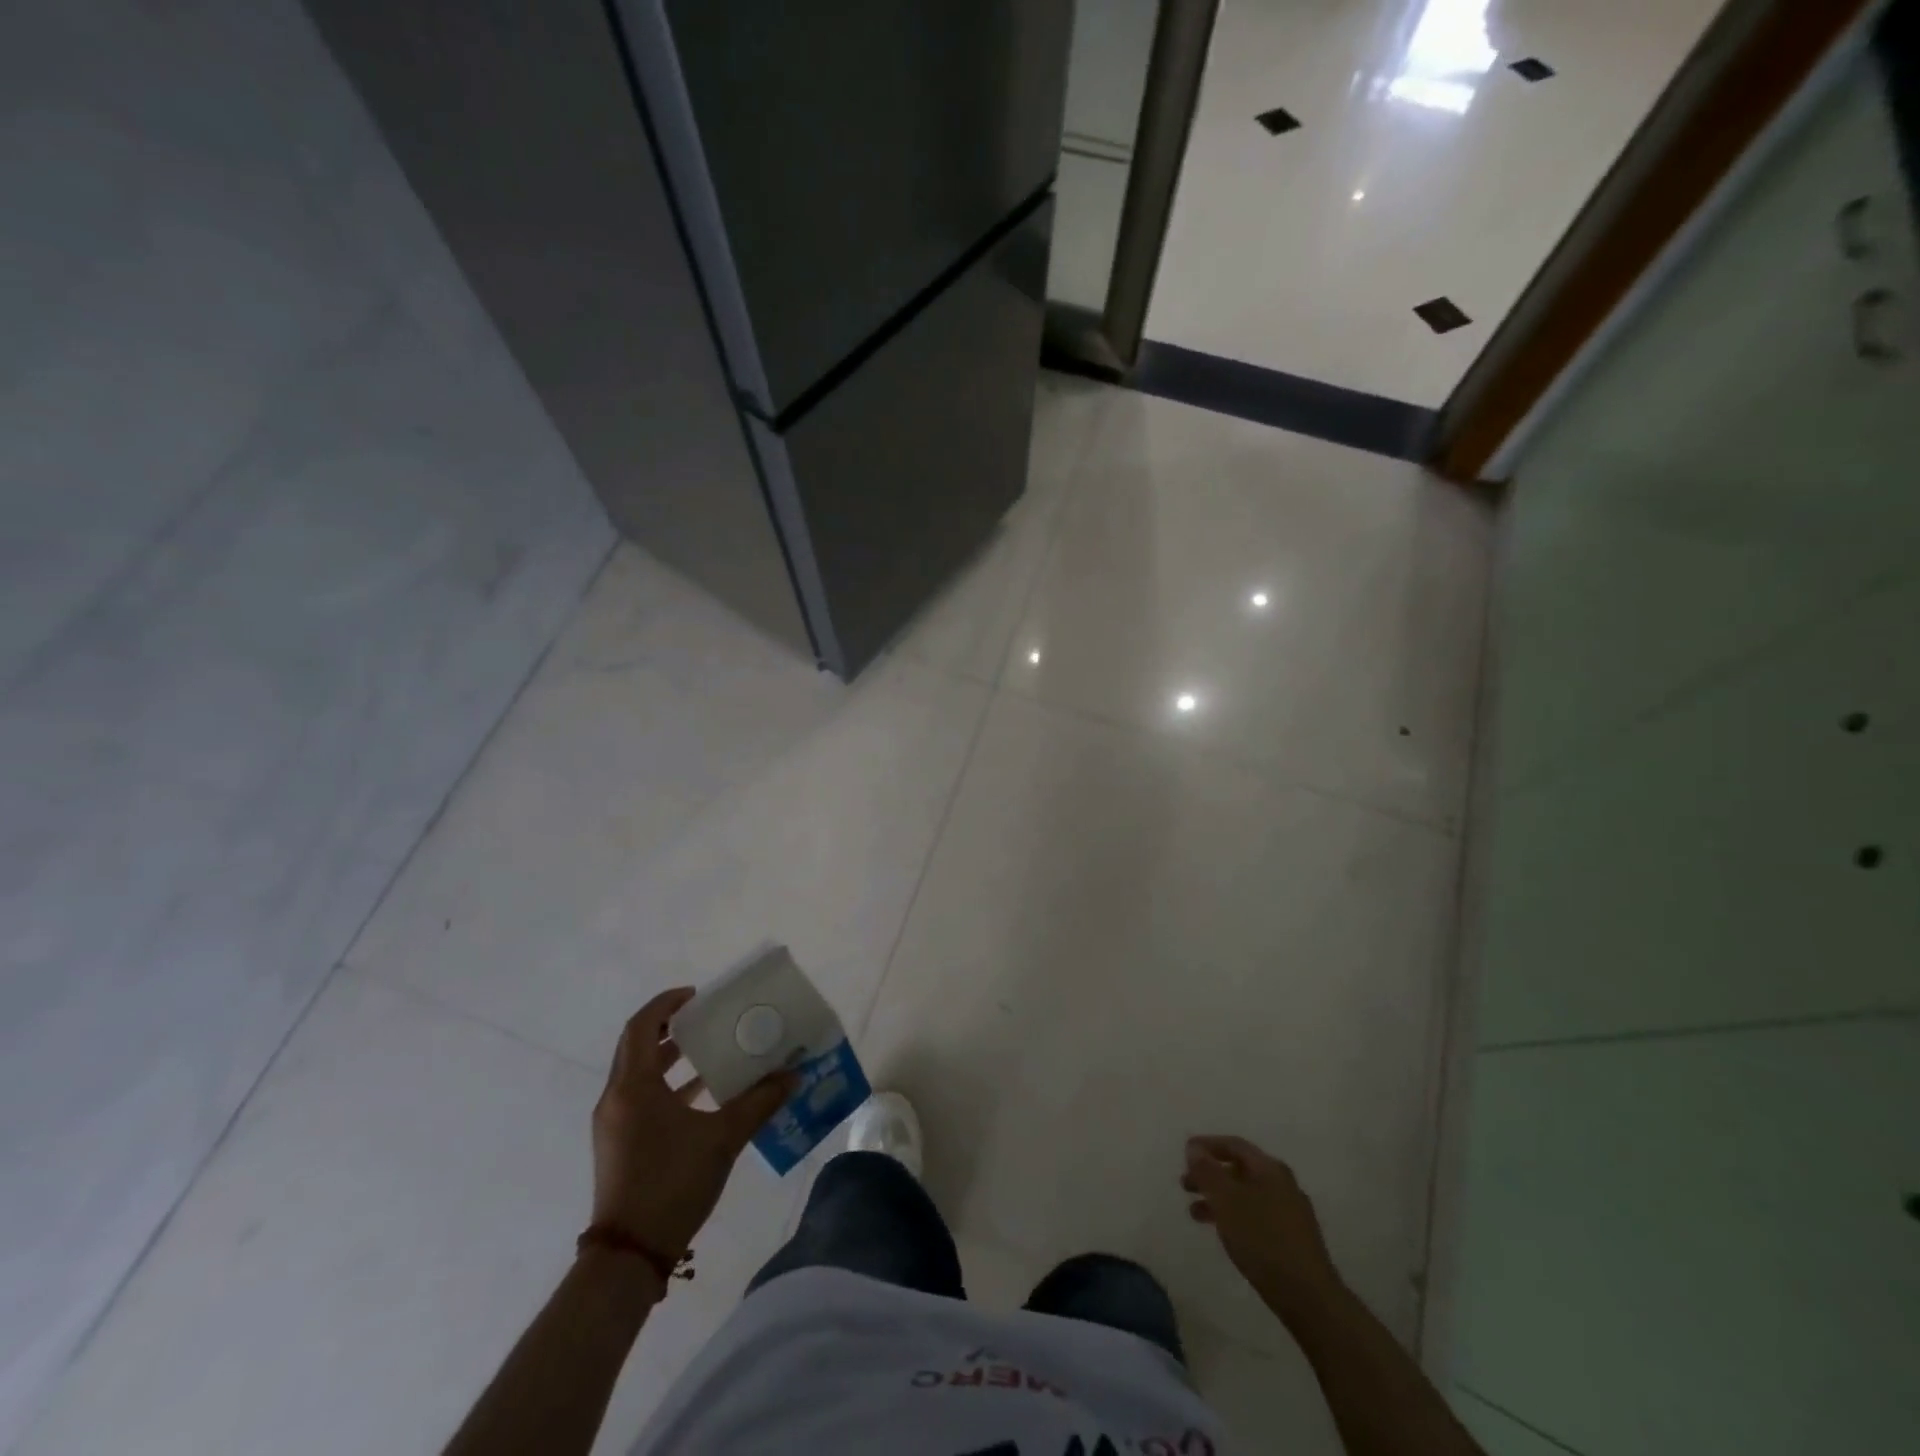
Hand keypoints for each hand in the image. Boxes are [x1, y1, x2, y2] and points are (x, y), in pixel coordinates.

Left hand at [590, 989, 793, 1258]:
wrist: (628, 1257)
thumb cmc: (671, 1184)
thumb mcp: (723, 1139)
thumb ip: (759, 1102)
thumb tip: (793, 1075)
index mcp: (633, 1087)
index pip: (642, 1026)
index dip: (667, 1004)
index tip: (698, 996)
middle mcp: (616, 1098)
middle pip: (638, 1046)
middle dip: (671, 1027)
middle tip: (708, 1018)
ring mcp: (614, 1123)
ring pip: (639, 1073)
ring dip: (671, 1057)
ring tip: (710, 1051)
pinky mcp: (619, 1144)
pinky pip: (641, 1097)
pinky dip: (668, 1086)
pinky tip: (703, 1095)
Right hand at [1183, 1135, 1343, 1322]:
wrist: (1310, 1298)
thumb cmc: (1263, 1240)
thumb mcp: (1227, 1200)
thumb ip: (1207, 1171)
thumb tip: (1194, 1148)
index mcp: (1270, 1169)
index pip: (1234, 1145)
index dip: (1207, 1145)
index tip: (1185, 1152)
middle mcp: (1283, 1184)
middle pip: (1240, 1169)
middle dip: (1210, 1174)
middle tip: (1185, 1185)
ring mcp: (1291, 1213)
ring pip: (1246, 1195)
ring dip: (1219, 1198)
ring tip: (1195, 1213)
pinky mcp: (1293, 1240)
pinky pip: (1256, 1216)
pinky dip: (1234, 1217)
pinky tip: (1225, 1233)